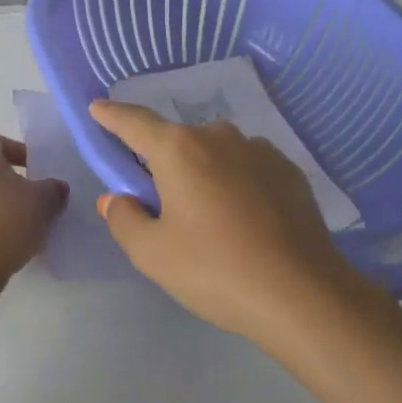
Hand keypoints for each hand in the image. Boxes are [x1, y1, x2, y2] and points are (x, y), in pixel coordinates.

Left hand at [0, 133, 67, 289]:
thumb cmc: (6, 219)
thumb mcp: (43, 201)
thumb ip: (53, 189)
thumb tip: (56, 187)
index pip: (0, 142)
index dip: (23, 156)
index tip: (39, 175)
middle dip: (8, 179)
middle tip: (31, 198)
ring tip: (19, 223)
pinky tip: (0, 240)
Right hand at [89, 100, 370, 347]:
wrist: (303, 294)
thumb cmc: (215, 270)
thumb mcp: (152, 253)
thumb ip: (124, 218)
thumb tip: (118, 198)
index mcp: (178, 149)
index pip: (134, 122)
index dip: (112, 115)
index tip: (98, 108)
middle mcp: (218, 137)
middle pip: (177, 141)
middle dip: (162, 162)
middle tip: (160, 201)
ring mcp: (259, 151)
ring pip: (215, 153)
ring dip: (203, 172)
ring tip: (208, 216)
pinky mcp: (289, 171)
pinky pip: (247, 167)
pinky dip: (235, 182)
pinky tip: (243, 219)